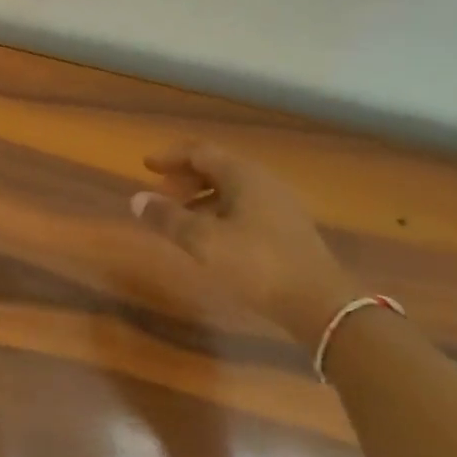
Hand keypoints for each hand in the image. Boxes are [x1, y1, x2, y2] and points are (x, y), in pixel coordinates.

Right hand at [130, 141, 353, 348]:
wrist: (320, 304)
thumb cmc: (256, 264)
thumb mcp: (203, 241)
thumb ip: (168, 218)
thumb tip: (137, 199)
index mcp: (243, 175)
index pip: (200, 152)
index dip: (171, 157)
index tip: (146, 166)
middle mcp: (262, 182)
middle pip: (217, 168)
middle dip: (185, 177)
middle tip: (160, 193)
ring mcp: (278, 205)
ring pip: (231, 189)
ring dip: (201, 197)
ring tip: (179, 217)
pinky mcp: (286, 229)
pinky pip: (243, 207)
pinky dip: (219, 212)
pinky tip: (210, 237)